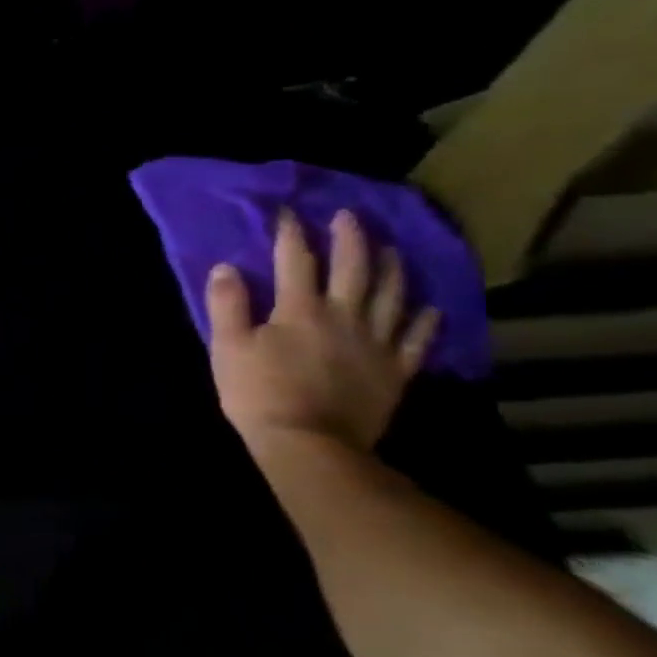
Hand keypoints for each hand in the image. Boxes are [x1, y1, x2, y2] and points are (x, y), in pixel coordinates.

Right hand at [207, 209, 440, 453]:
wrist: (309, 444)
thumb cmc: (258, 393)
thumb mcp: (227, 347)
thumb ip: (227, 304)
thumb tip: (226, 267)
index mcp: (299, 309)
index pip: (295, 260)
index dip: (291, 233)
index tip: (288, 212)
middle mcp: (344, 316)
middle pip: (353, 268)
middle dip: (351, 238)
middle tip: (350, 216)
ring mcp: (376, 343)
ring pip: (392, 295)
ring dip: (392, 267)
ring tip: (391, 249)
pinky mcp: (396, 370)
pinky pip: (417, 339)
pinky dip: (425, 319)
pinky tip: (429, 307)